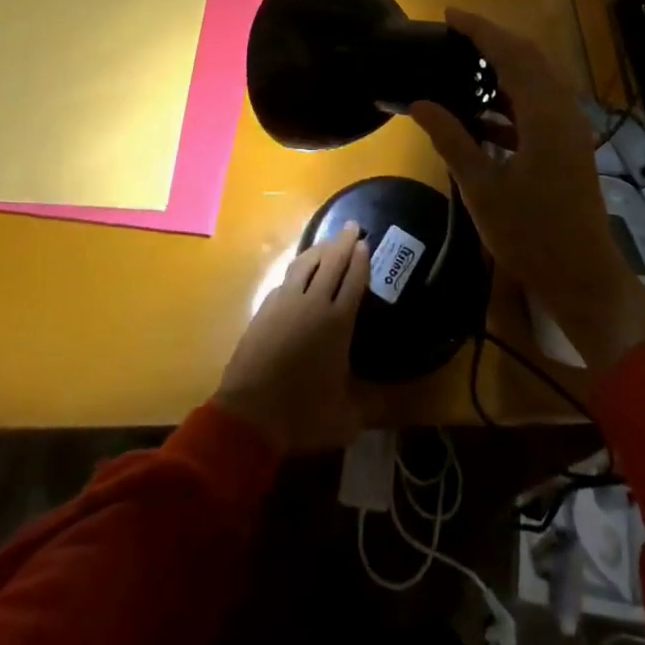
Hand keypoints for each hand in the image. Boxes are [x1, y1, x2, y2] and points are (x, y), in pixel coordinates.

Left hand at [215, 223, 367, 452]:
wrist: (250, 414)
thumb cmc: (302, 414)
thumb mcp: (346, 418)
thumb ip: (371, 405)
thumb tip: (395, 404)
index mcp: (338, 322)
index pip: (353, 279)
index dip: (361, 259)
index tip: (365, 242)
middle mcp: (313, 303)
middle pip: (331, 262)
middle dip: (343, 242)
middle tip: (352, 226)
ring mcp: (285, 302)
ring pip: (305, 264)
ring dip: (319, 249)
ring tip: (327, 243)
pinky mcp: (264, 309)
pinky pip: (286, 279)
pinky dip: (298, 269)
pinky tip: (299, 273)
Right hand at [410, 9, 644, 373]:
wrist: (581, 276)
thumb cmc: (530, 233)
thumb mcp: (482, 186)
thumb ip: (451, 138)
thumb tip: (420, 102)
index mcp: (545, 114)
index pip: (512, 53)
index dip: (481, 29)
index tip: (450, 14)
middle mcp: (563, 111)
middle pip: (530, 58)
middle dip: (494, 40)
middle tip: (456, 33)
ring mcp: (569, 129)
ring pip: (537, 80)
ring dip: (505, 67)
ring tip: (465, 65)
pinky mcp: (568, 146)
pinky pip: (539, 105)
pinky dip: (512, 98)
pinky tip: (483, 113)